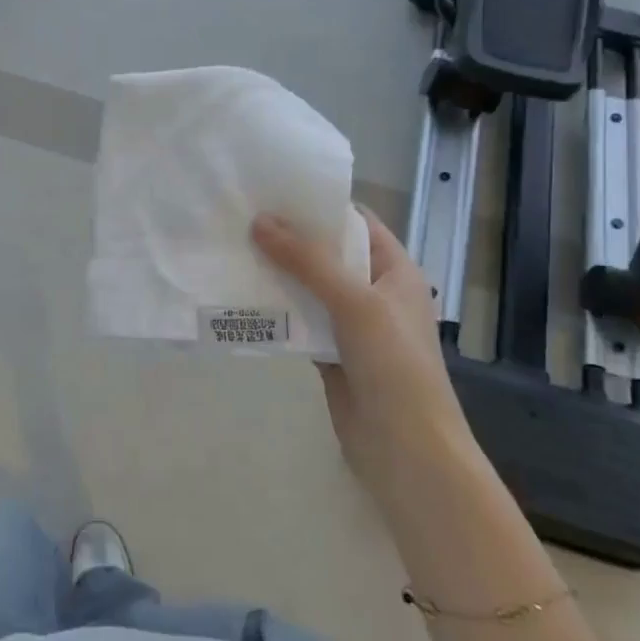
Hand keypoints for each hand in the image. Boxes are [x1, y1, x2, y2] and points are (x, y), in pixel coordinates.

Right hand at [253, 207, 465, 500]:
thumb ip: (308, 261)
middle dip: (290, 238)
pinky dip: (276, 311)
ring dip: (278, 274)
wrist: (406, 450)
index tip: (275, 190)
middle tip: (242, 217)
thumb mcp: (355, 303)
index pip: (357, 223)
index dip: (320, 206)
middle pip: (328, 255)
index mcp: (395, 271)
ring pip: (309, 289)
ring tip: (233, 250)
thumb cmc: (395, 366)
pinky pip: (300, 322)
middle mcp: (374, 293)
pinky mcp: (330, 354)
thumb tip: (260, 221)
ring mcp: (351, 326)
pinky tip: (242, 298)